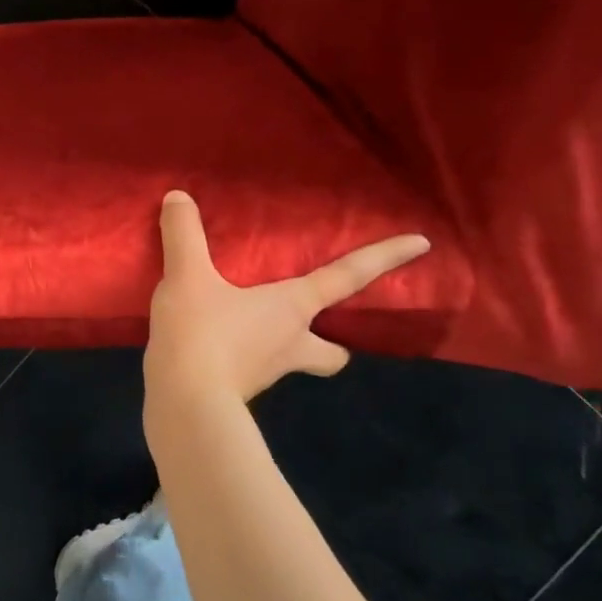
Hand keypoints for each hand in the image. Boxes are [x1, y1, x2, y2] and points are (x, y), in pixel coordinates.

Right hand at [144, 190, 429, 408]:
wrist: (185, 403)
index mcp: (292, 308)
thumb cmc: (203, 334)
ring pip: (292, 362)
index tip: (423, 243)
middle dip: (332, 343)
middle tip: (313, 328)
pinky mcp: (237, 390)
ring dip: (283, 349)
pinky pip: (249, 370)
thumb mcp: (188, 276)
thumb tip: (178, 196)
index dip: (384, 258)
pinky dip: (241, 359)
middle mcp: (291, 342)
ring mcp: (267, 372)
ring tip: (248, 330)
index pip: (347, 277)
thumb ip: (184, 235)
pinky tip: (213, 348)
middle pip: (332, 351)